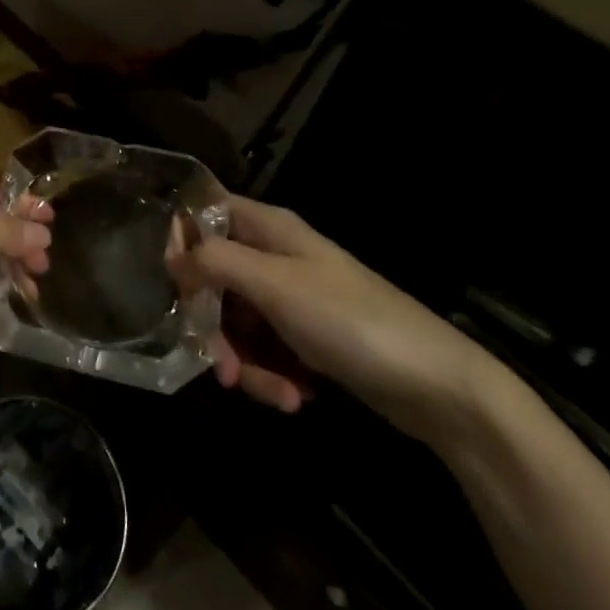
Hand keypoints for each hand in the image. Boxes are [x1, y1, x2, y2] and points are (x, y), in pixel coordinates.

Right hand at [174, 196, 503, 444]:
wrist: (437, 387)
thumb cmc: (352, 321)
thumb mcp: (276, 285)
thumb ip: (216, 261)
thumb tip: (172, 256)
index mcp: (269, 229)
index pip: (207, 211)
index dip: (183, 239)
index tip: (172, 283)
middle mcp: (275, 257)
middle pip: (215, 277)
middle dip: (212, 325)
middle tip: (220, 365)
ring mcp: (292, 299)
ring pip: (237, 321)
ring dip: (244, 361)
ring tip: (273, 394)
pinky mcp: (306, 338)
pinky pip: (265, 350)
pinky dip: (270, 375)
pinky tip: (294, 398)